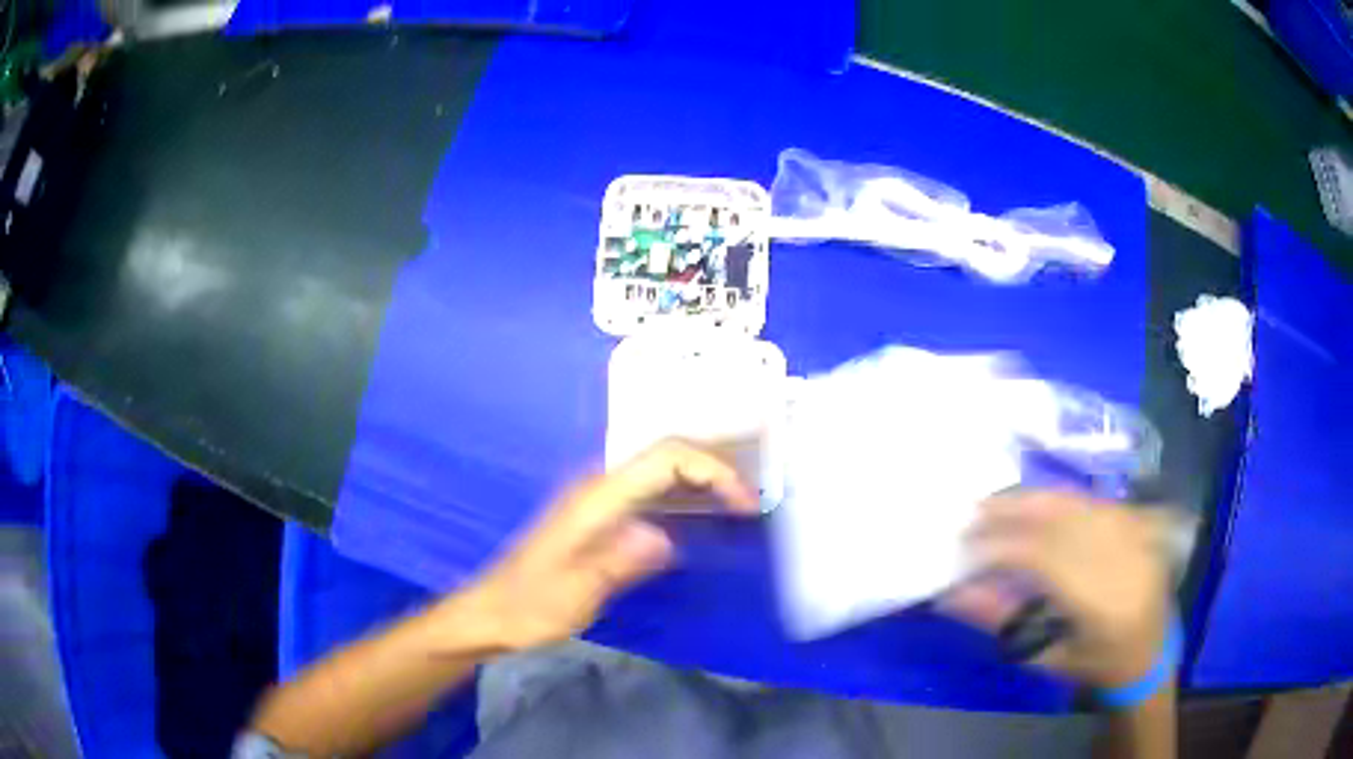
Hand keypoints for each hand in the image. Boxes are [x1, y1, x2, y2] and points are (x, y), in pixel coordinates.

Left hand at [439, 439, 758, 652]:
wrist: (494, 612)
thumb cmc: (532, 605)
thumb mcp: (576, 593)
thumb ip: (618, 561)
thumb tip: (665, 537)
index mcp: (597, 498)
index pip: (665, 457)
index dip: (712, 469)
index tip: (744, 503)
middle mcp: (599, 486)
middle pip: (667, 454)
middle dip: (715, 469)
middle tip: (750, 505)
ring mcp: (598, 499)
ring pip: (661, 469)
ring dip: (702, 480)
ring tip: (737, 507)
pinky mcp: (599, 516)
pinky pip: (651, 491)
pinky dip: (684, 495)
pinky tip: (700, 518)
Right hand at [943, 491, 1173, 688]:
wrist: (1150, 652)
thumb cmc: (1094, 664)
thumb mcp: (1045, 657)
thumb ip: (1001, 622)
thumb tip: (952, 593)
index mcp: (1103, 605)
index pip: (1046, 560)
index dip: (1002, 548)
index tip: (964, 550)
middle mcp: (1124, 559)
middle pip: (1063, 520)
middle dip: (1012, 513)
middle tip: (972, 515)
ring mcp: (1136, 534)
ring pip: (1077, 502)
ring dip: (1032, 499)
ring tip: (996, 503)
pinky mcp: (1139, 522)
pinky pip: (1093, 500)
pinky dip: (1059, 498)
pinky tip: (1036, 501)